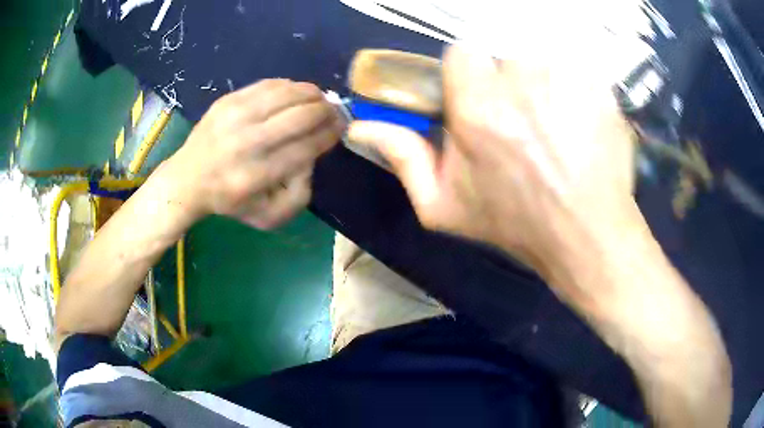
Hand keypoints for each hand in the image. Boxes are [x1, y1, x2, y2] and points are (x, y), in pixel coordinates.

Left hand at [172, 79, 343, 228]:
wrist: (189, 179)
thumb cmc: (231, 200)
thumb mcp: (270, 216)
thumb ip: (300, 194)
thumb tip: (313, 155)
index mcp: (256, 176)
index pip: (306, 148)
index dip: (329, 134)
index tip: (340, 128)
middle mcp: (245, 143)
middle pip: (299, 117)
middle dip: (326, 111)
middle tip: (334, 112)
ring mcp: (233, 117)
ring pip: (286, 94)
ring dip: (311, 93)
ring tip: (320, 99)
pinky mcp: (227, 100)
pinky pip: (268, 85)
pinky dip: (289, 86)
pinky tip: (297, 93)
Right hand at [349, 46, 636, 271]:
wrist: (586, 235)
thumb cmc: (515, 223)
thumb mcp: (443, 204)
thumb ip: (402, 156)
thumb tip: (361, 125)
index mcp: (479, 106)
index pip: (462, 53)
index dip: (470, 77)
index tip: (481, 101)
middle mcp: (523, 80)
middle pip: (503, 53)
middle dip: (507, 80)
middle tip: (522, 119)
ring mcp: (568, 80)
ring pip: (541, 58)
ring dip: (542, 82)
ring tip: (554, 123)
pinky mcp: (601, 88)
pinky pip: (577, 70)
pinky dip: (576, 89)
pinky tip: (580, 123)